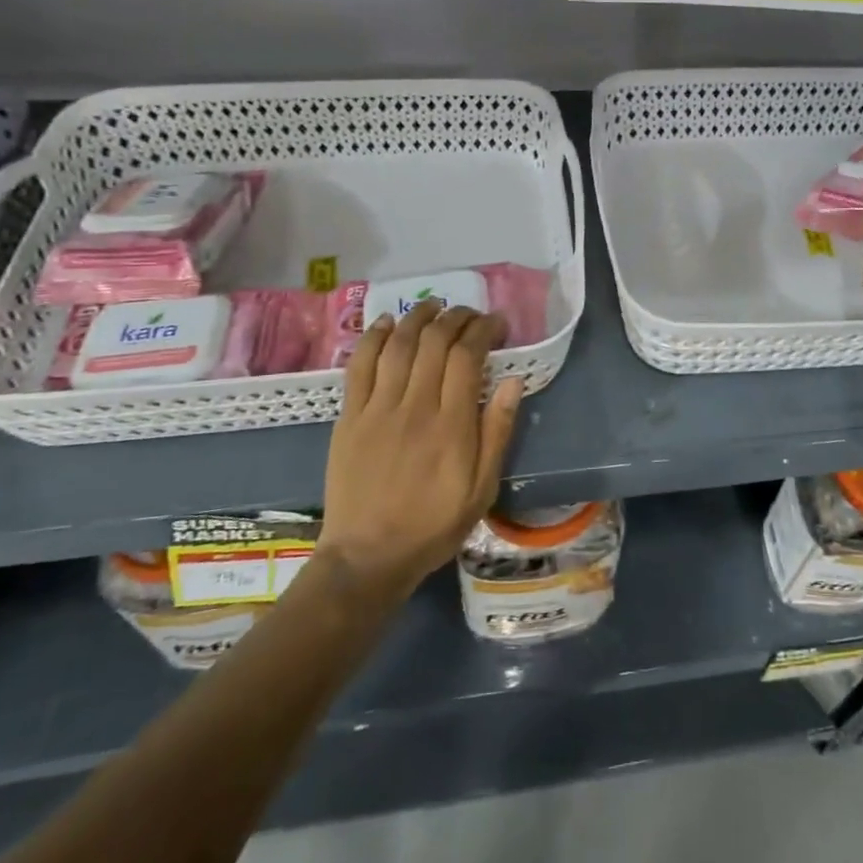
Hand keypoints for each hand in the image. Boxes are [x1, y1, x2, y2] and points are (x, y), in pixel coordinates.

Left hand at [319, 301, 524, 592]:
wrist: (368, 556)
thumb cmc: (434, 525)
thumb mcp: (482, 488)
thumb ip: (497, 432)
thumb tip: (512, 380)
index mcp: (451, 424)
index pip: (467, 355)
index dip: (483, 329)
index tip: (496, 324)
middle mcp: (414, 406)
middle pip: (434, 341)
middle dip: (456, 317)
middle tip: (469, 314)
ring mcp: (377, 409)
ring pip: (398, 344)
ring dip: (417, 317)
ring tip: (433, 305)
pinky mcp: (349, 417)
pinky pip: (360, 365)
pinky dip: (374, 337)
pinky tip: (386, 322)